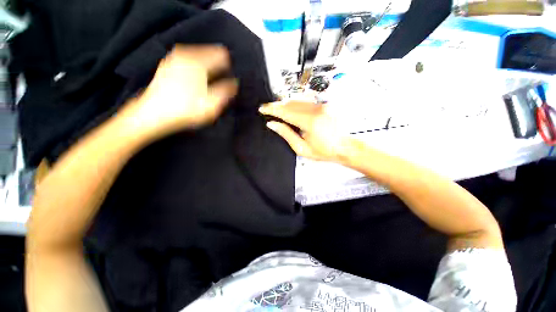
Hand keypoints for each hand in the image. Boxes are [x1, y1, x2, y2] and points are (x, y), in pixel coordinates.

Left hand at [119, 45, 237, 138]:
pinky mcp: (167, 65)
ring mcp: (174, 58)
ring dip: (207, 68)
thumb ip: (226, 91)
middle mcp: (185, 54)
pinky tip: (195, 83)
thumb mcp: (212, 104)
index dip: (229, 67)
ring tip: (208, 85)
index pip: (222, 55)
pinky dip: (196, 69)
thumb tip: (234, 83)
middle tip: (220, 84)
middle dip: (218, 67)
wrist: (153, 114)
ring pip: (199, 57)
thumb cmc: (186, 110)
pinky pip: (189, 61)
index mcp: (198, 62)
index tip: (230, 78)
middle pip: (210, 54)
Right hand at [259, 101, 354, 162]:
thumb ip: (286, 134)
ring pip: (298, 101)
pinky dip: (296, 104)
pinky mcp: (325, 105)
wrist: (344, 147)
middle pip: (290, 104)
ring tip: (278, 108)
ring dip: (286, 104)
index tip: (263, 108)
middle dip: (277, 106)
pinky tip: (291, 108)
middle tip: (268, 108)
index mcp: (310, 122)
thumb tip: (274, 124)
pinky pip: (306, 102)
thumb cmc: (325, 151)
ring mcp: (322, 106)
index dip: (272, 109)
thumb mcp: (302, 148)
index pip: (285, 112)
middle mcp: (317, 110)